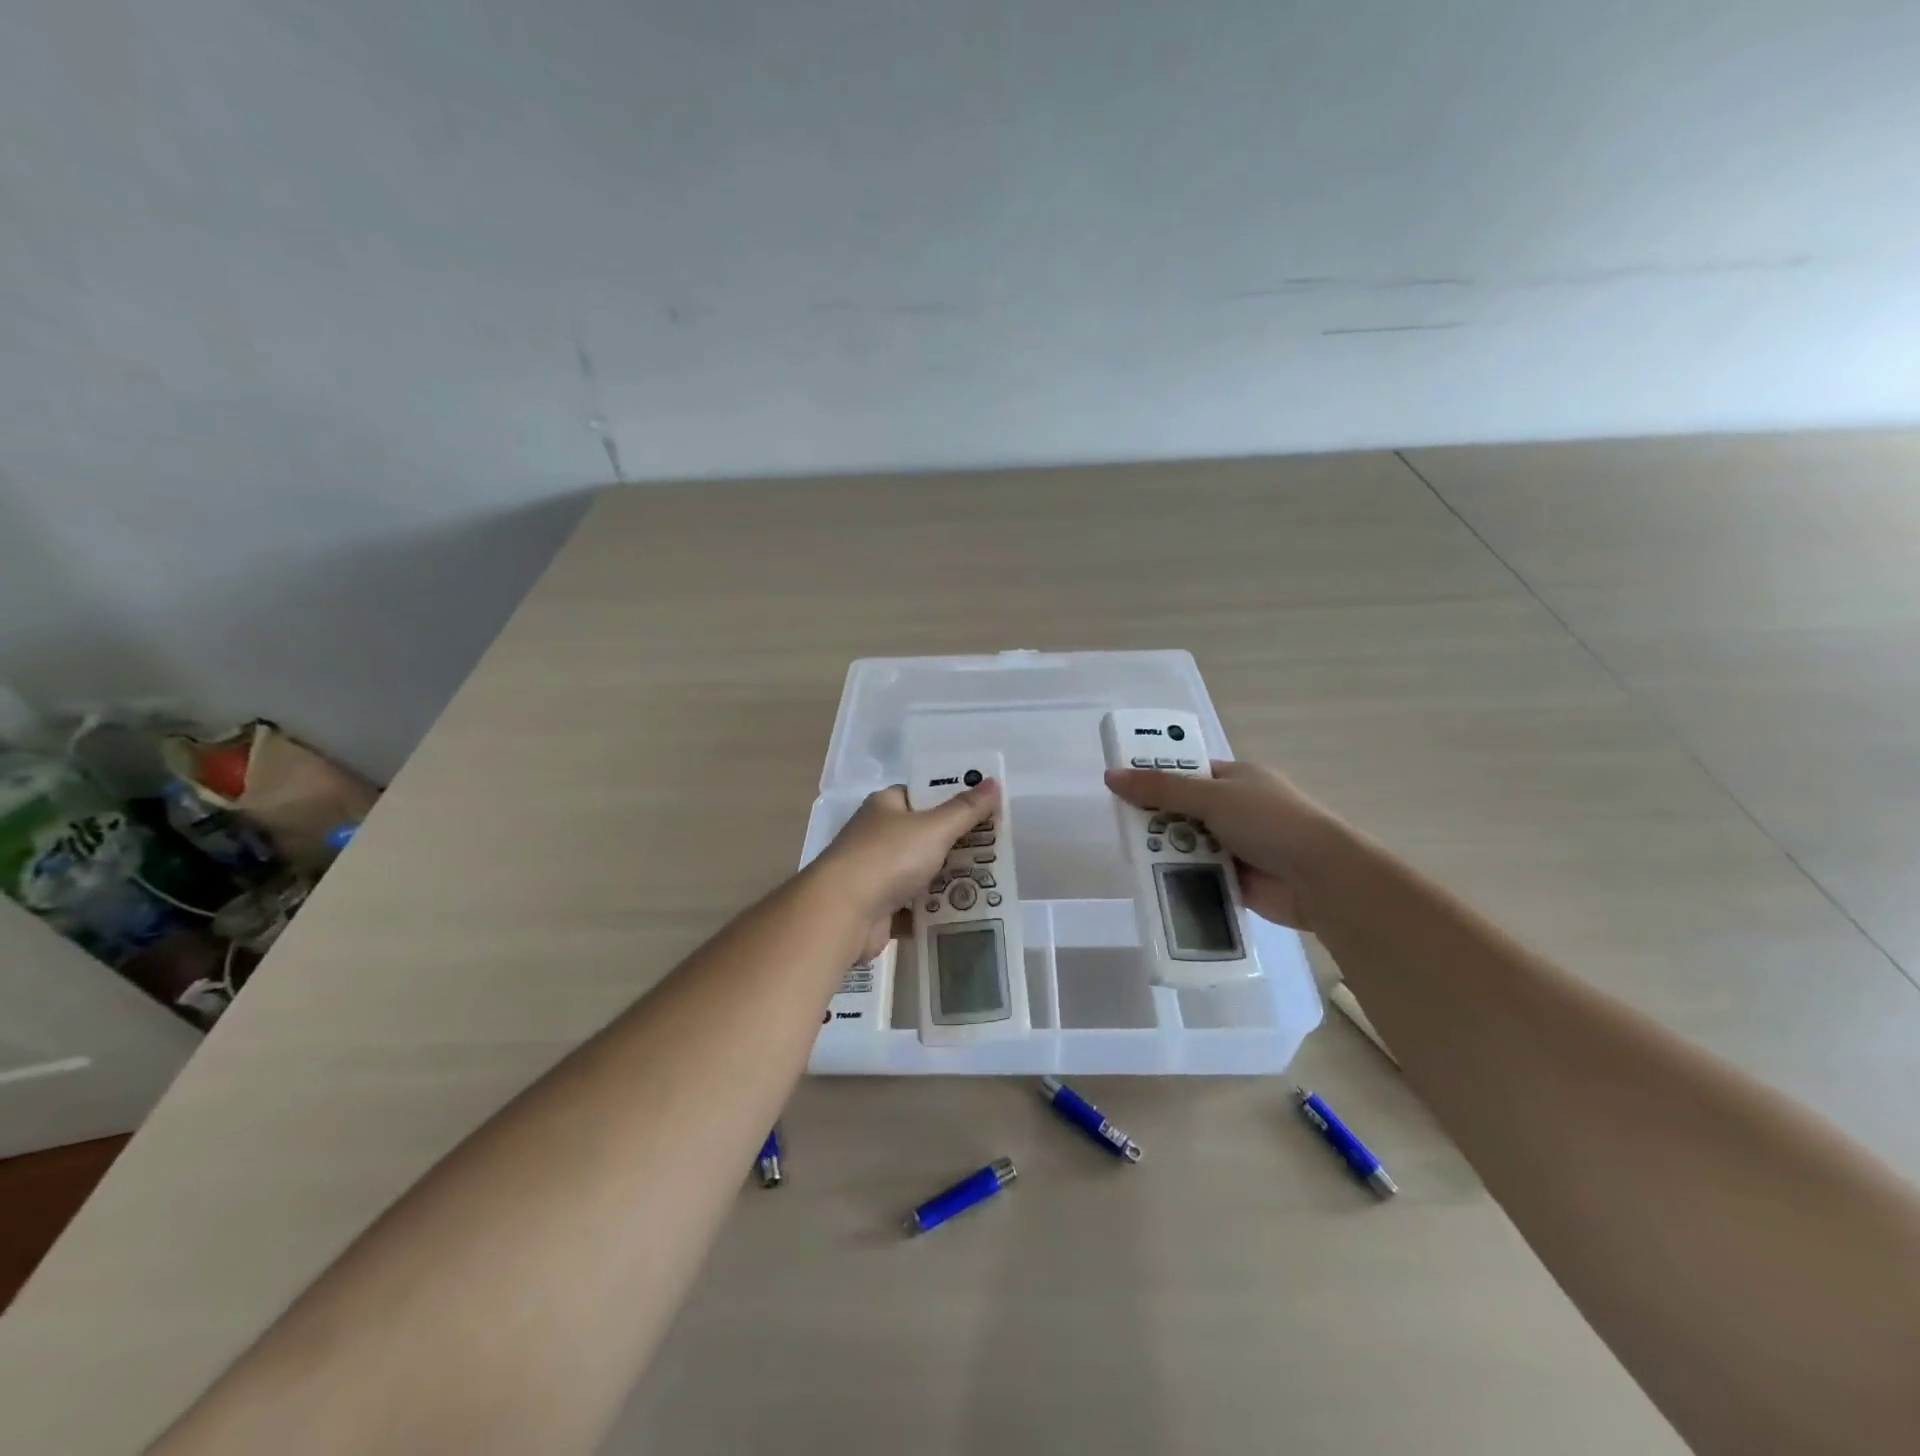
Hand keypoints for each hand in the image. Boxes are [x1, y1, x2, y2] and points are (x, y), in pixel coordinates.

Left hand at [811, 780, 1001, 950]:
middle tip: (997, 849)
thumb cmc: (888, 858)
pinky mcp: (879, 907)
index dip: (954, 798)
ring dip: (949, 877)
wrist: (842, 913)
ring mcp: (876, 872)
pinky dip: (935, 908)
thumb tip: (994, 782)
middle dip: (958, 843)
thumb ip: (966, 809)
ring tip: (990, 882)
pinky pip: (915, 905)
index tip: (987, 809)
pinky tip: (965, 911)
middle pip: (926, 834)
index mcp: (886, 806)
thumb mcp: (934, 828)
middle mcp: (878, 835)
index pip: (923, 794)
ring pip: (922, 871)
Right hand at [1103, 760, 1344, 930]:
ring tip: (1131, 857)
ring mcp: (1236, 846)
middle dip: (1155, 819)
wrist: (1321, 879)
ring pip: (1187, 844)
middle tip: (1121, 827)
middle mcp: (1235, 810)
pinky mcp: (1235, 880)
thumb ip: (1161, 789)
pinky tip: (1151, 882)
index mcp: (1236, 779)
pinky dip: (1179, 877)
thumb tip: (1111, 776)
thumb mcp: (1212, 797)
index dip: (1156, 778)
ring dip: (1165, 850)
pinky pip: (1197, 875)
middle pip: (1183, 811)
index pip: (1188, 773)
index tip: (1122, 788)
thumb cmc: (1270, 822)